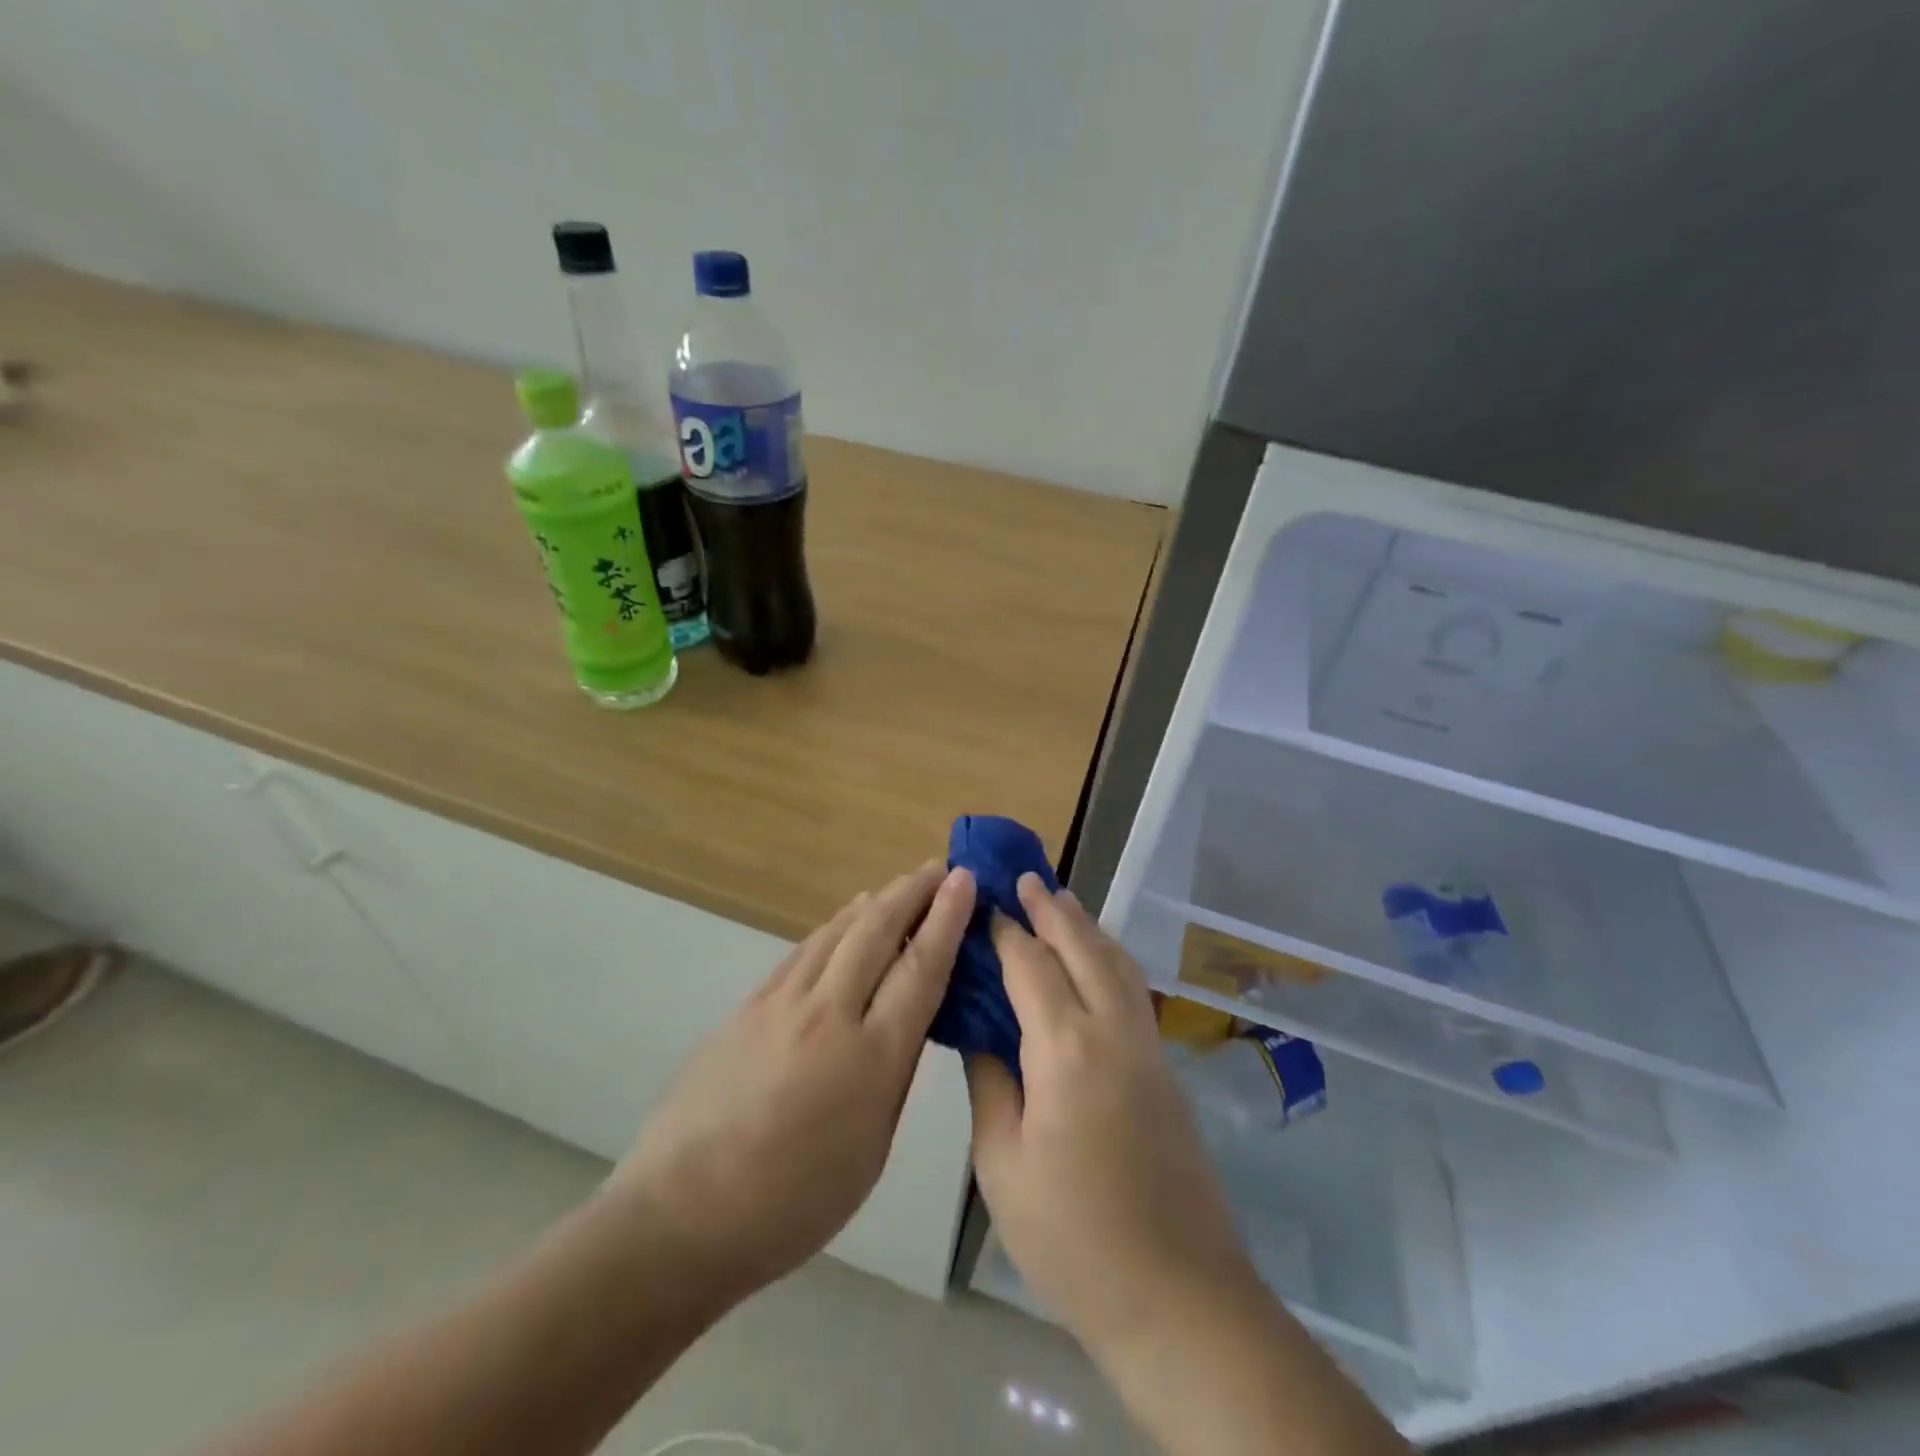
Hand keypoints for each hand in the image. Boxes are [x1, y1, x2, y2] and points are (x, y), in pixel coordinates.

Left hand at [602, 862, 975, 1307]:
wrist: (683, 1213)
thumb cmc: (793, 1201)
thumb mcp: (871, 1149)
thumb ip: (893, 1075)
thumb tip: (906, 1020)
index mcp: (871, 1057)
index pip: (920, 968)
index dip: (947, 918)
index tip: (964, 878)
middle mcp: (829, 1014)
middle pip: (878, 932)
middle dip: (913, 892)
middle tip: (939, 867)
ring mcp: (781, 1003)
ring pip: (837, 932)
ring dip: (875, 902)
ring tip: (900, 886)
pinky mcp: (748, 1005)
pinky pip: (804, 951)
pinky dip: (834, 927)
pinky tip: (844, 921)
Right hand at [966, 875, 1253, 1353]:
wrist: (1177, 1295)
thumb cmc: (1072, 1237)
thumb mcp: (1003, 1163)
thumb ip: (989, 1082)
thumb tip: (978, 1029)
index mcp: (1065, 1049)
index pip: (1028, 966)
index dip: (1003, 932)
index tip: (982, 904)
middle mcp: (1111, 1031)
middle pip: (1081, 947)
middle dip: (1051, 909)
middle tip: (1024, 878)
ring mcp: (1146, 1046)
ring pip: (1116, 962)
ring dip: (1086, 926)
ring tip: (1060, 900)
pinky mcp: (1165, 1067)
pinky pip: (1132, 988)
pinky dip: (1108, 957)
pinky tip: (1095, 960)